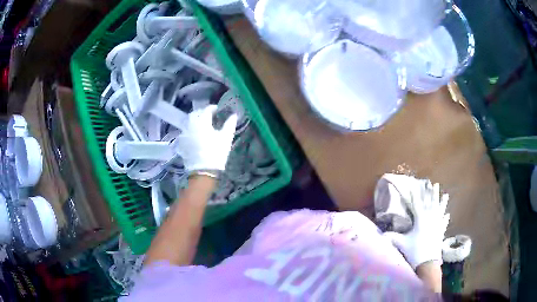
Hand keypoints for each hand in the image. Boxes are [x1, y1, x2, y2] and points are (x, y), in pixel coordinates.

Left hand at [175, 105, 236, 171]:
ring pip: (188, 121)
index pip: (207, 109)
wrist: (203, 171)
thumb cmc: (216, 152)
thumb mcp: (226, 138)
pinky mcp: (181, 142)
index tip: (218, 110)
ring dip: (195, 120)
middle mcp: (191, 124)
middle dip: (202, 113)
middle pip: (195, 113)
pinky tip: (195, 134)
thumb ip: (229, 124)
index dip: (213, 108)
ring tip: (202, 125)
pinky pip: (185, 131)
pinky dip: (190, 129)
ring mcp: (184, 133)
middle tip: (209, 116)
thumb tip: (234, 115)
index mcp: (202, 121)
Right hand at [384, 181, 449, 269]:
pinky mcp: (441, 232)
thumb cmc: (415, 251)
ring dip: (442, 202)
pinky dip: (445, 218)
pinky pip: (444, 222)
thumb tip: (380, 234)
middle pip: (432, 203)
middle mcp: (431, 218)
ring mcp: (438, 225)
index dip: (414, 195)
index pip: (417, 204)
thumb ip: (392, 237)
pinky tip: (447, 215)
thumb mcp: (402, 244)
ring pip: (440, 210)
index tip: (413, 186)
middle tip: (434, 183)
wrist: (428, 263)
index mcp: (421, 219)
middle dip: (432, 193)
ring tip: (446, 194)